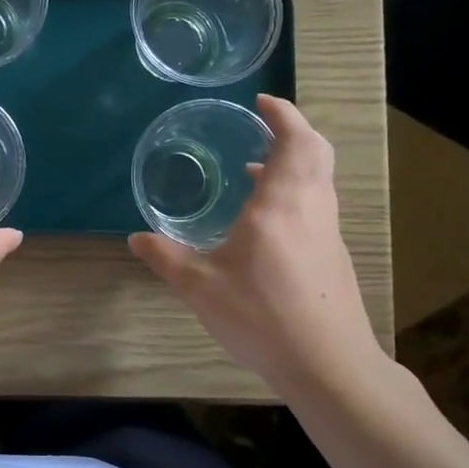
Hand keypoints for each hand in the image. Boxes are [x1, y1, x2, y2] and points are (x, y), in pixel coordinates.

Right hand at [130, 96, 386, 399]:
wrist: (328, 365)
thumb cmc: (262, 316)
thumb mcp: (200, 287)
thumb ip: (165, 257)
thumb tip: (135, 238)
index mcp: (280, 204)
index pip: (294, 140)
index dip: (282, 114)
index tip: (261, 102)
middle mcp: (311, 208)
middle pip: (316, 152)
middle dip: (292, 130)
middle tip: (261, 126)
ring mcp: (327, 232)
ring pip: (319, 179)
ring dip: (293, 163)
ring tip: (255, 170)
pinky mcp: (333, 256)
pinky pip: (316, 204)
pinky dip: (296, 191)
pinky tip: (265, 221)